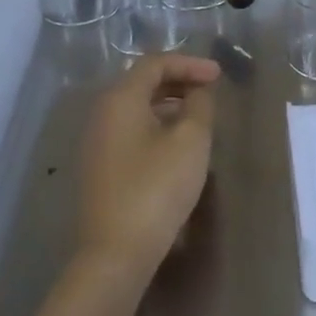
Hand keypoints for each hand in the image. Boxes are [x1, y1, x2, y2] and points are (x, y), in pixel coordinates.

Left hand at [76, 53, 219, 280]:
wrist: (115, 252)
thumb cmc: (156, 188)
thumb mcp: (190, 141)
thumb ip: (199, 106)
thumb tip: (198, 92)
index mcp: (120, 98)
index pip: (155, 63)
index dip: (189, 64)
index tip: (218, 76)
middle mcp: (102, 112)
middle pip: (142, 82)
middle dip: (178, 81)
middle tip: (209, 91)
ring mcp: (97, 140)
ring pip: (136, 107)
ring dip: (168, 103)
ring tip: (198, 116)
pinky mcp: (100, 165)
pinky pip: (130, 129)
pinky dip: (155, 124)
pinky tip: (176, 143)